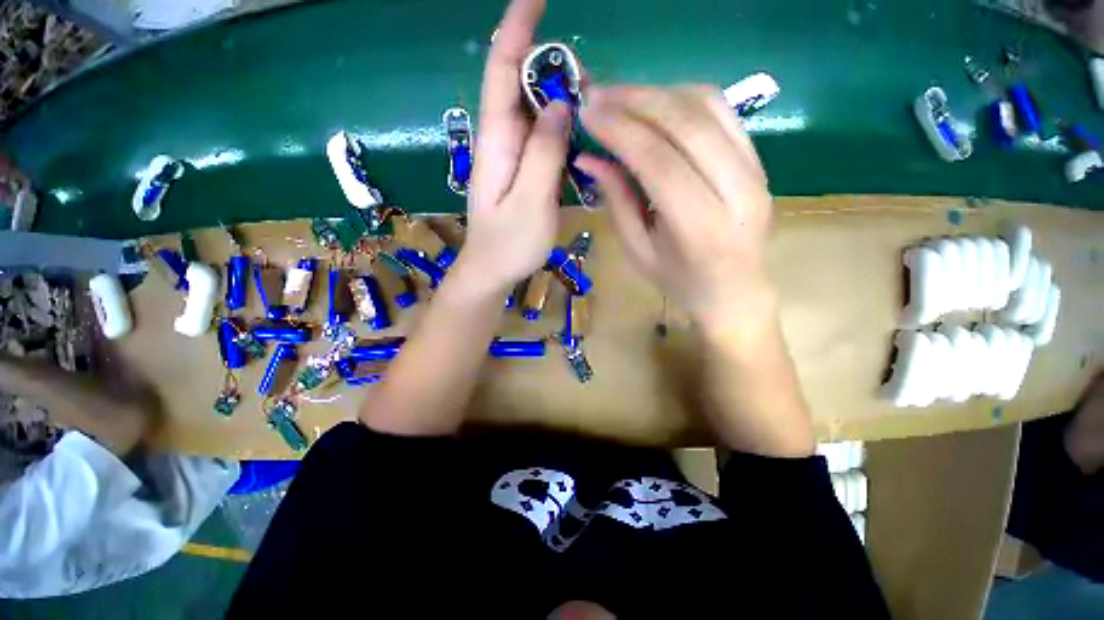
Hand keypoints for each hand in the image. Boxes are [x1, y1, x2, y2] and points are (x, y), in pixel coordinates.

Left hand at [461, 0, 571, 294]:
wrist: (492, 270)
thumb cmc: (509, 243)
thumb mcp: (530, 200)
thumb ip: (543, 153)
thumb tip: (560, 104)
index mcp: (496, 141)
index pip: (500, 70)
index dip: (516, 29)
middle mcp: (501, 140)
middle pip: (519, 85)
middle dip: (548, 63)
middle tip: (588, 70)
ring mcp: (512, 157)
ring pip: (534, 112)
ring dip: (559, 96)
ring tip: (590, 98)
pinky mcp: (523, 171)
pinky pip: (542, 138)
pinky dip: (561, 126)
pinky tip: (579, 131)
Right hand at [577, 85, 775, 333]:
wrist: (734, 291)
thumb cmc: (679, 280)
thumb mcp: (638, 250)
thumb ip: (616, 201)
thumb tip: (588, 157)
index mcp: (700, 226)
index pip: (658, 161)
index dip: (620, 130)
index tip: (587, 111)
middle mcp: (736, 190)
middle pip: (686, 123)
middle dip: (636, 101)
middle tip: (598, 94)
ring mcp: (755, 170)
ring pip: (708, 106)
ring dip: (659, 92)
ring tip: (622, 98)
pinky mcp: (759, 159)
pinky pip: (723, 111)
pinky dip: (684, 98)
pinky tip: (656, 105)